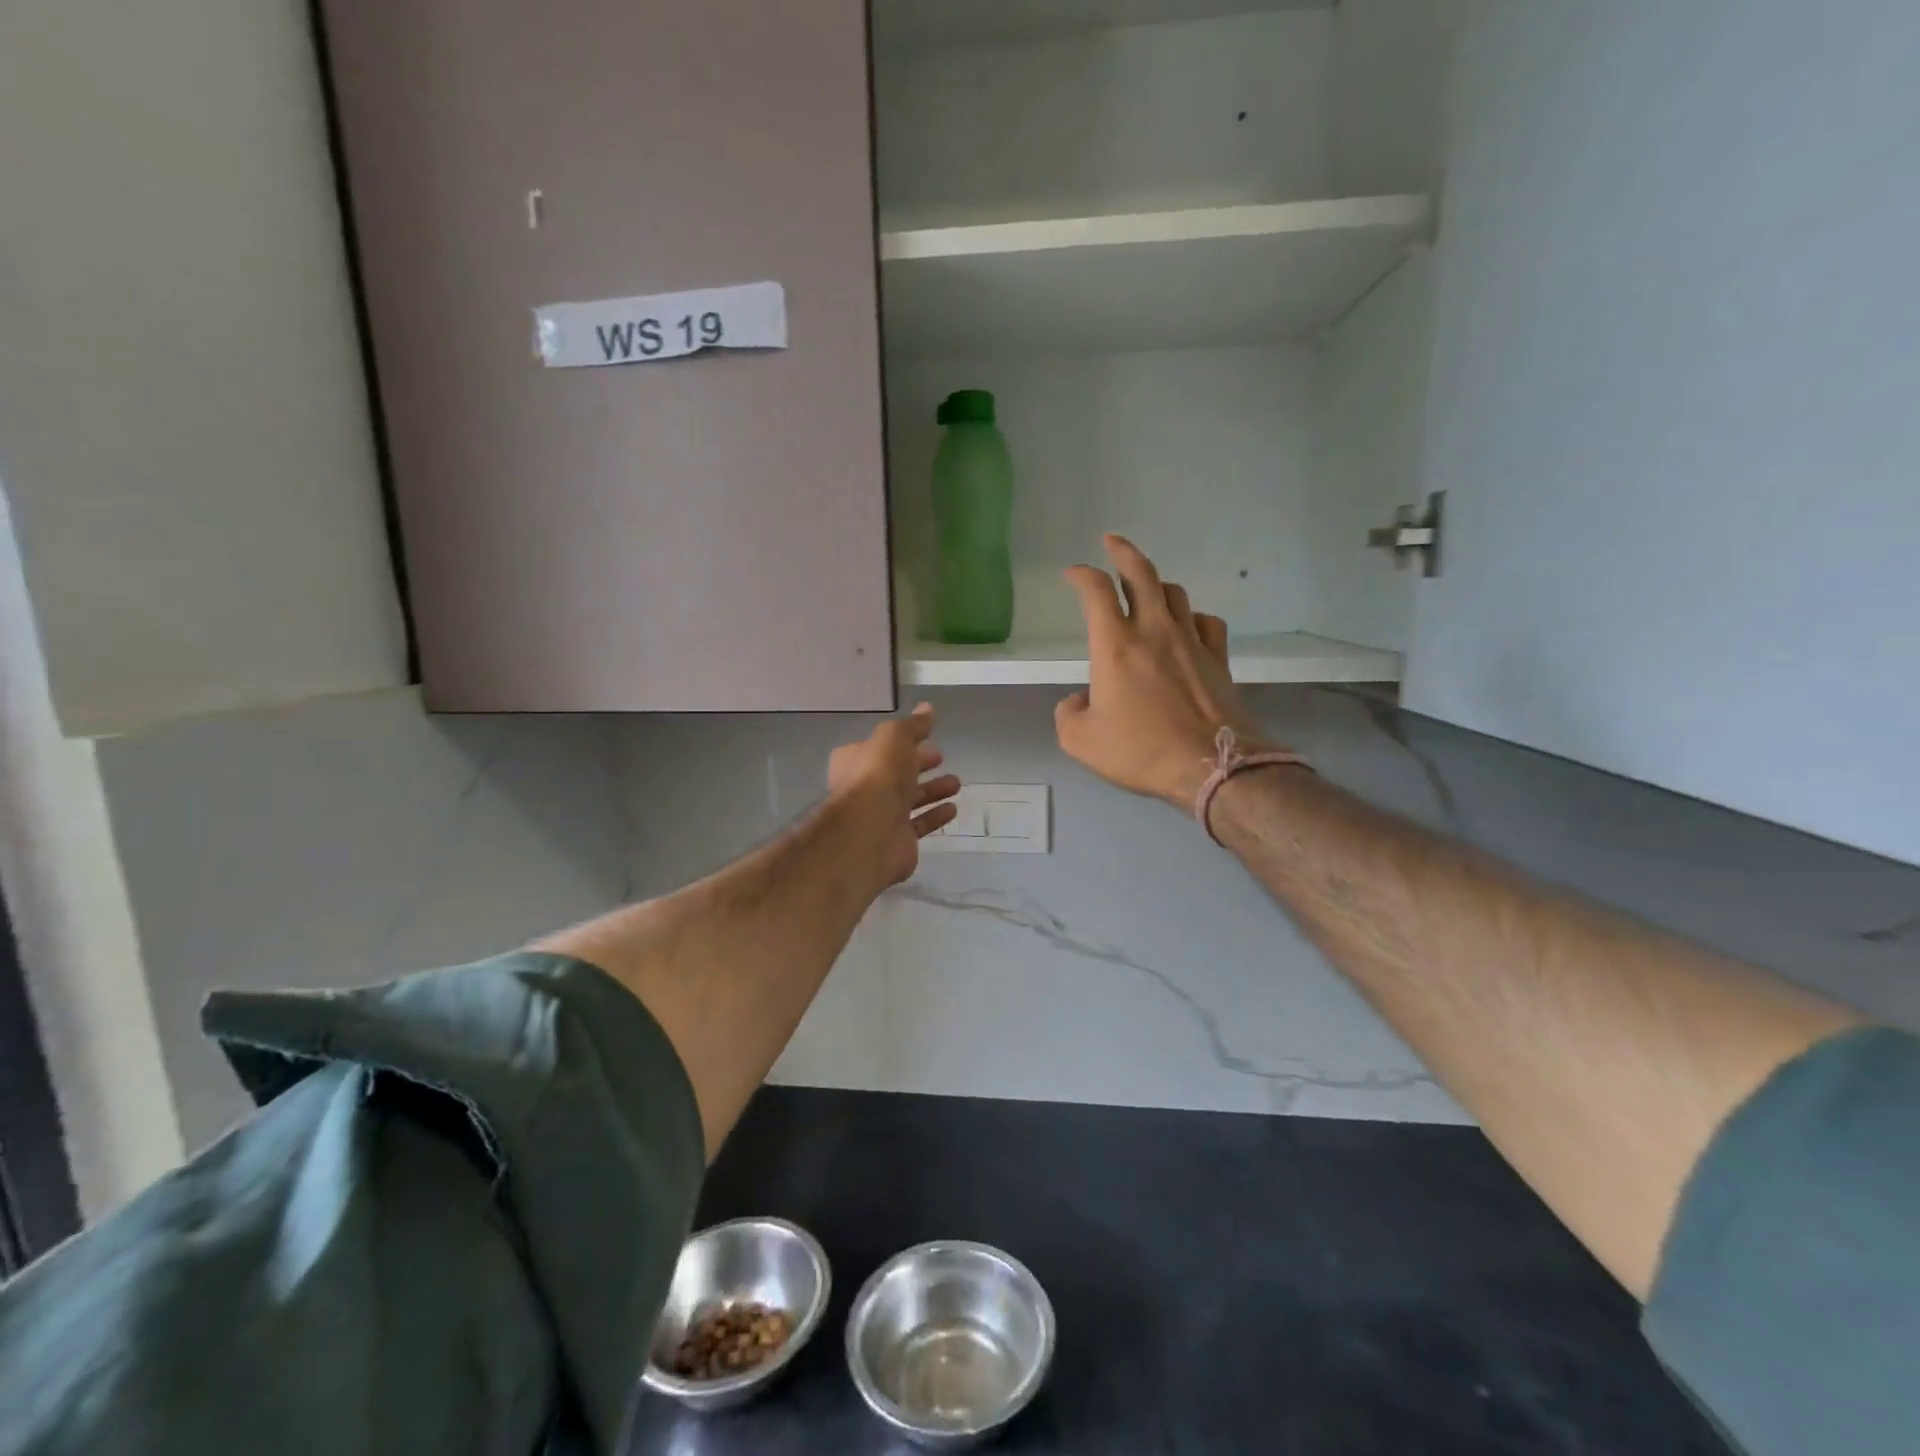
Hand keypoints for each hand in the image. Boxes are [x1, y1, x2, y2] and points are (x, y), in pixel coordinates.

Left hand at [828, 704, 961, 887]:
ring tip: (956, 783)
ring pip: (909, 799)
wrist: (870, 832)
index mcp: (855, 760)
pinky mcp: (896, 840)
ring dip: (932, 790)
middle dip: (919, 764)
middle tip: (941, 758)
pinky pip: (918, 824)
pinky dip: (934, 815)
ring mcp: (879, 816)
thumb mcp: (895, 737)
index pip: (880, 746)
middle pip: (896, 773)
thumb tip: (927, 708)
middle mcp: (864, 787)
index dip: (903, 741)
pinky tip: (952, 809)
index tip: (928, 738)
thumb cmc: (878, 776)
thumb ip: (913, 725)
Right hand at [1055, 535, 1268, 808]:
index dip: (1081, 575)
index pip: (1096, 592)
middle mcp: (1154, 631)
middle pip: (1142, 574)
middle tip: (1112, 541)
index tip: (1072, 573)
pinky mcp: (1218, 658)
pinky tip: (1187, 625)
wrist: (1209, 766)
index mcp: (1115, 645)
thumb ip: (1068, 713)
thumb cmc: (1141, 750)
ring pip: (1175, 593)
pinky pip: (1205, 621)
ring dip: (1156, 583)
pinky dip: (1191, 616)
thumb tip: (1079, 700)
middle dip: (1123, 552)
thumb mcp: (1080, 741)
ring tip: (1146, 586)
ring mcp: (1191, 641)